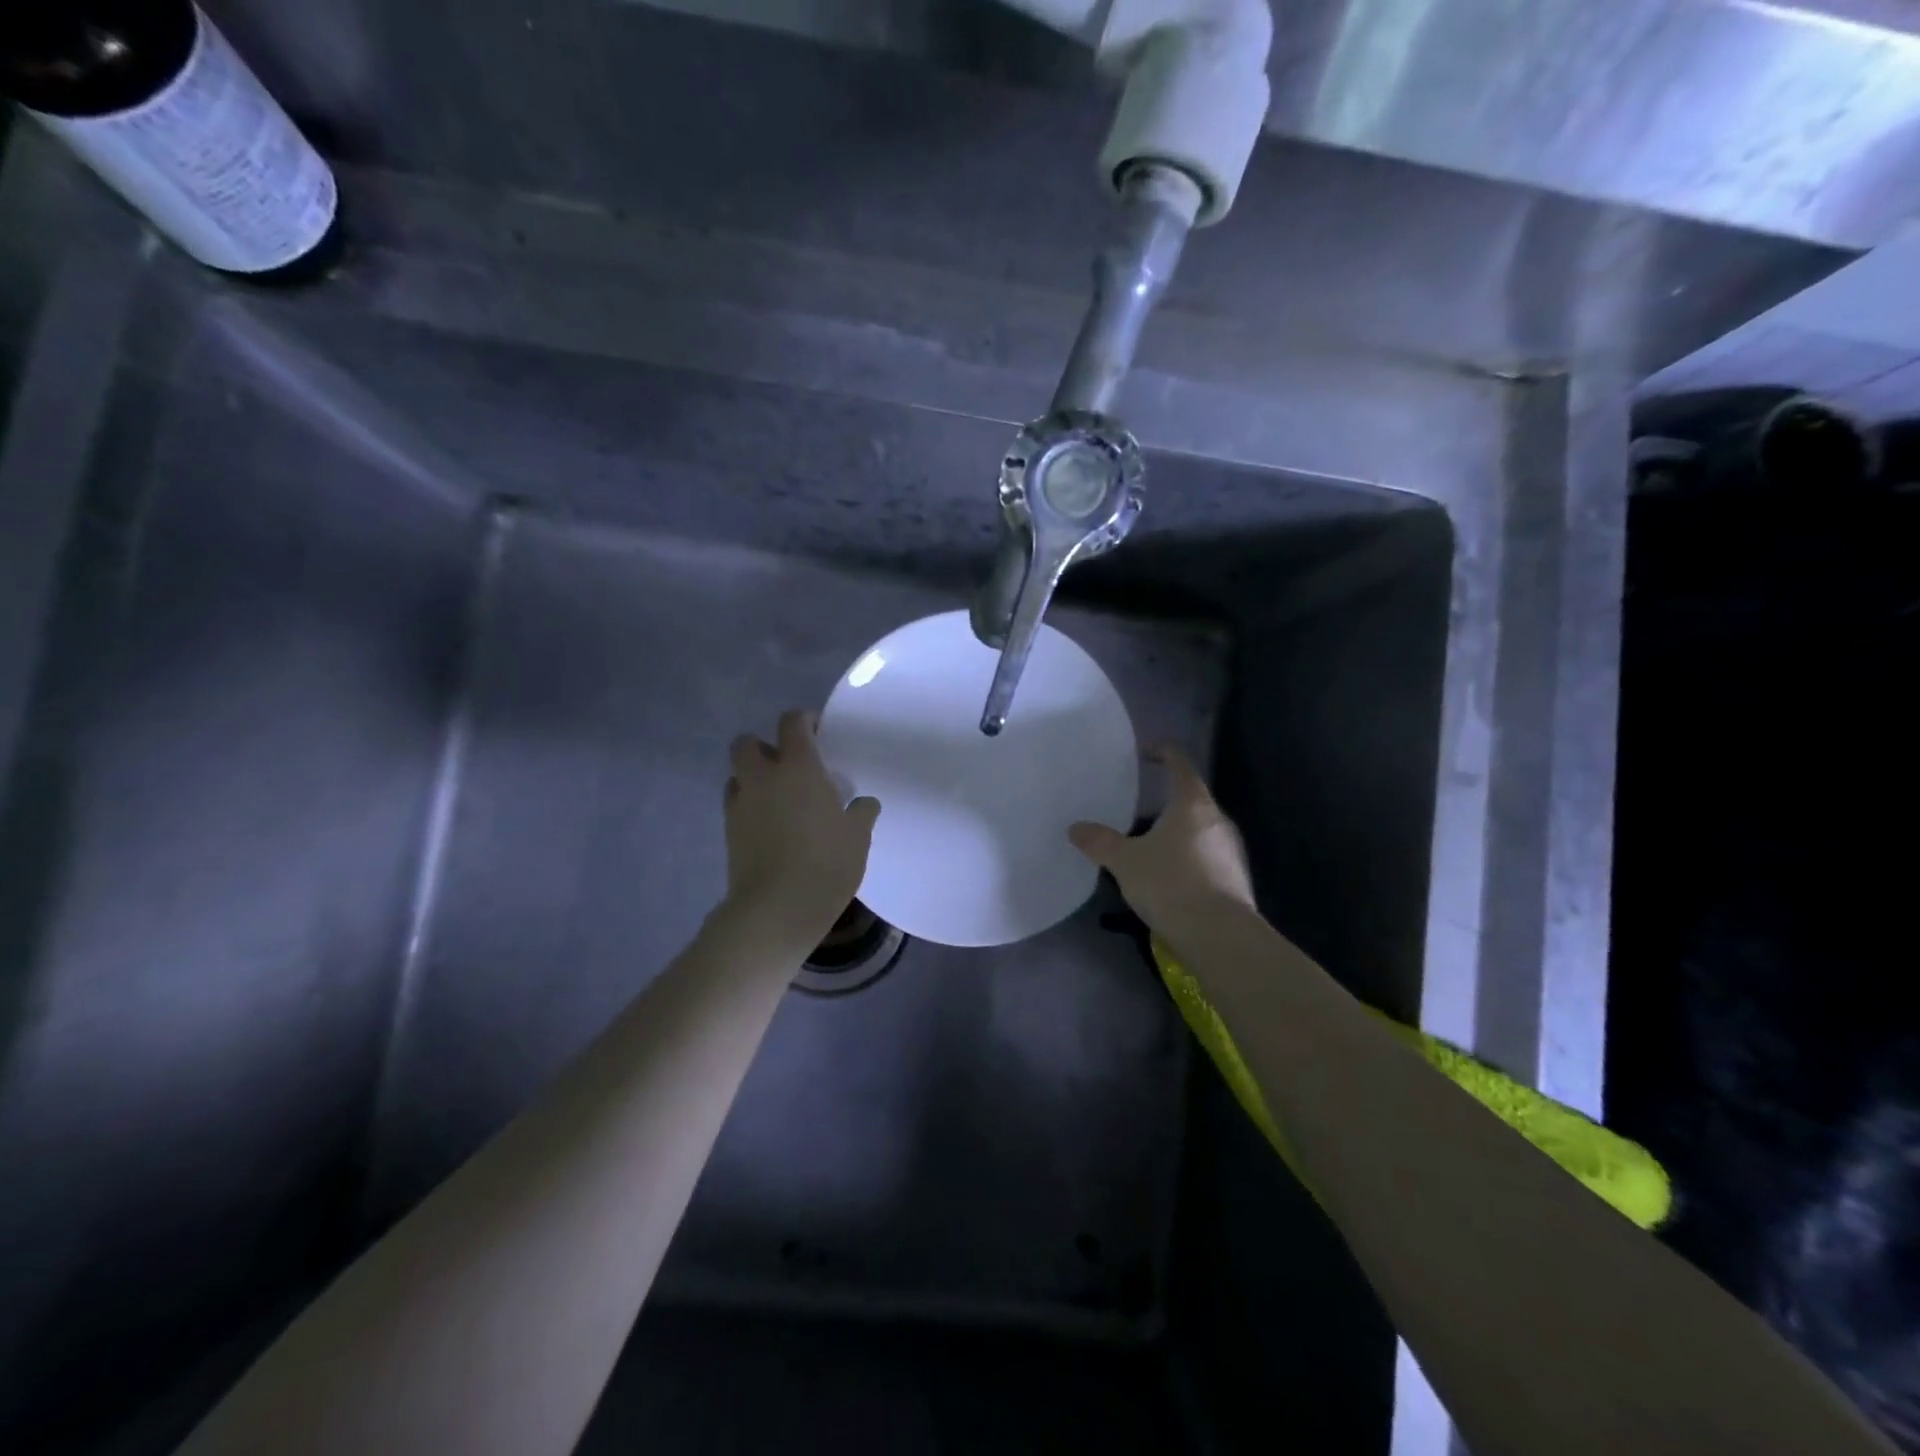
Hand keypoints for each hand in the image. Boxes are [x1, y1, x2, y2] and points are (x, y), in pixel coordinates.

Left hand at [724, 709, 880, 940]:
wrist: (777, 909)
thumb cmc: (826, 863)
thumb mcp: (857, 837)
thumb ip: (861, 813)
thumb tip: (863, 803)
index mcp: (798, 768)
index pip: (791, 723)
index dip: (803, 721)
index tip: (818, 733)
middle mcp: (763, 778)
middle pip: (747, 743)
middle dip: (764, 746)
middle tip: (789, 766)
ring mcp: (740, 805)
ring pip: (736, 775)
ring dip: (752, 777)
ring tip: (777, 797)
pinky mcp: (729, 833)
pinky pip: (735, 805)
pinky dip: (749, 806)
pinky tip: (770, 826)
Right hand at [1068, 745, 1253, 932]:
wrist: (1220, 936)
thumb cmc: (1171, 884)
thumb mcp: (1125, 861)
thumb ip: (1100, 842)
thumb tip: (1076, 828)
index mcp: (1193, 804)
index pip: (1181, 764)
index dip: (1164, 752)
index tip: (1146, 752)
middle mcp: (1218, 820)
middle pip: (1192, 798)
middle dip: (1166, 800)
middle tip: (1138, 806)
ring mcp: (1231, 850)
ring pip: (1199, 830)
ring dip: (1176, 832)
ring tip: (1148, 844)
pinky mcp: (1235, 879)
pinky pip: (1206, 856)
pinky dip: (1186, 857)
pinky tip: (1167, 876)